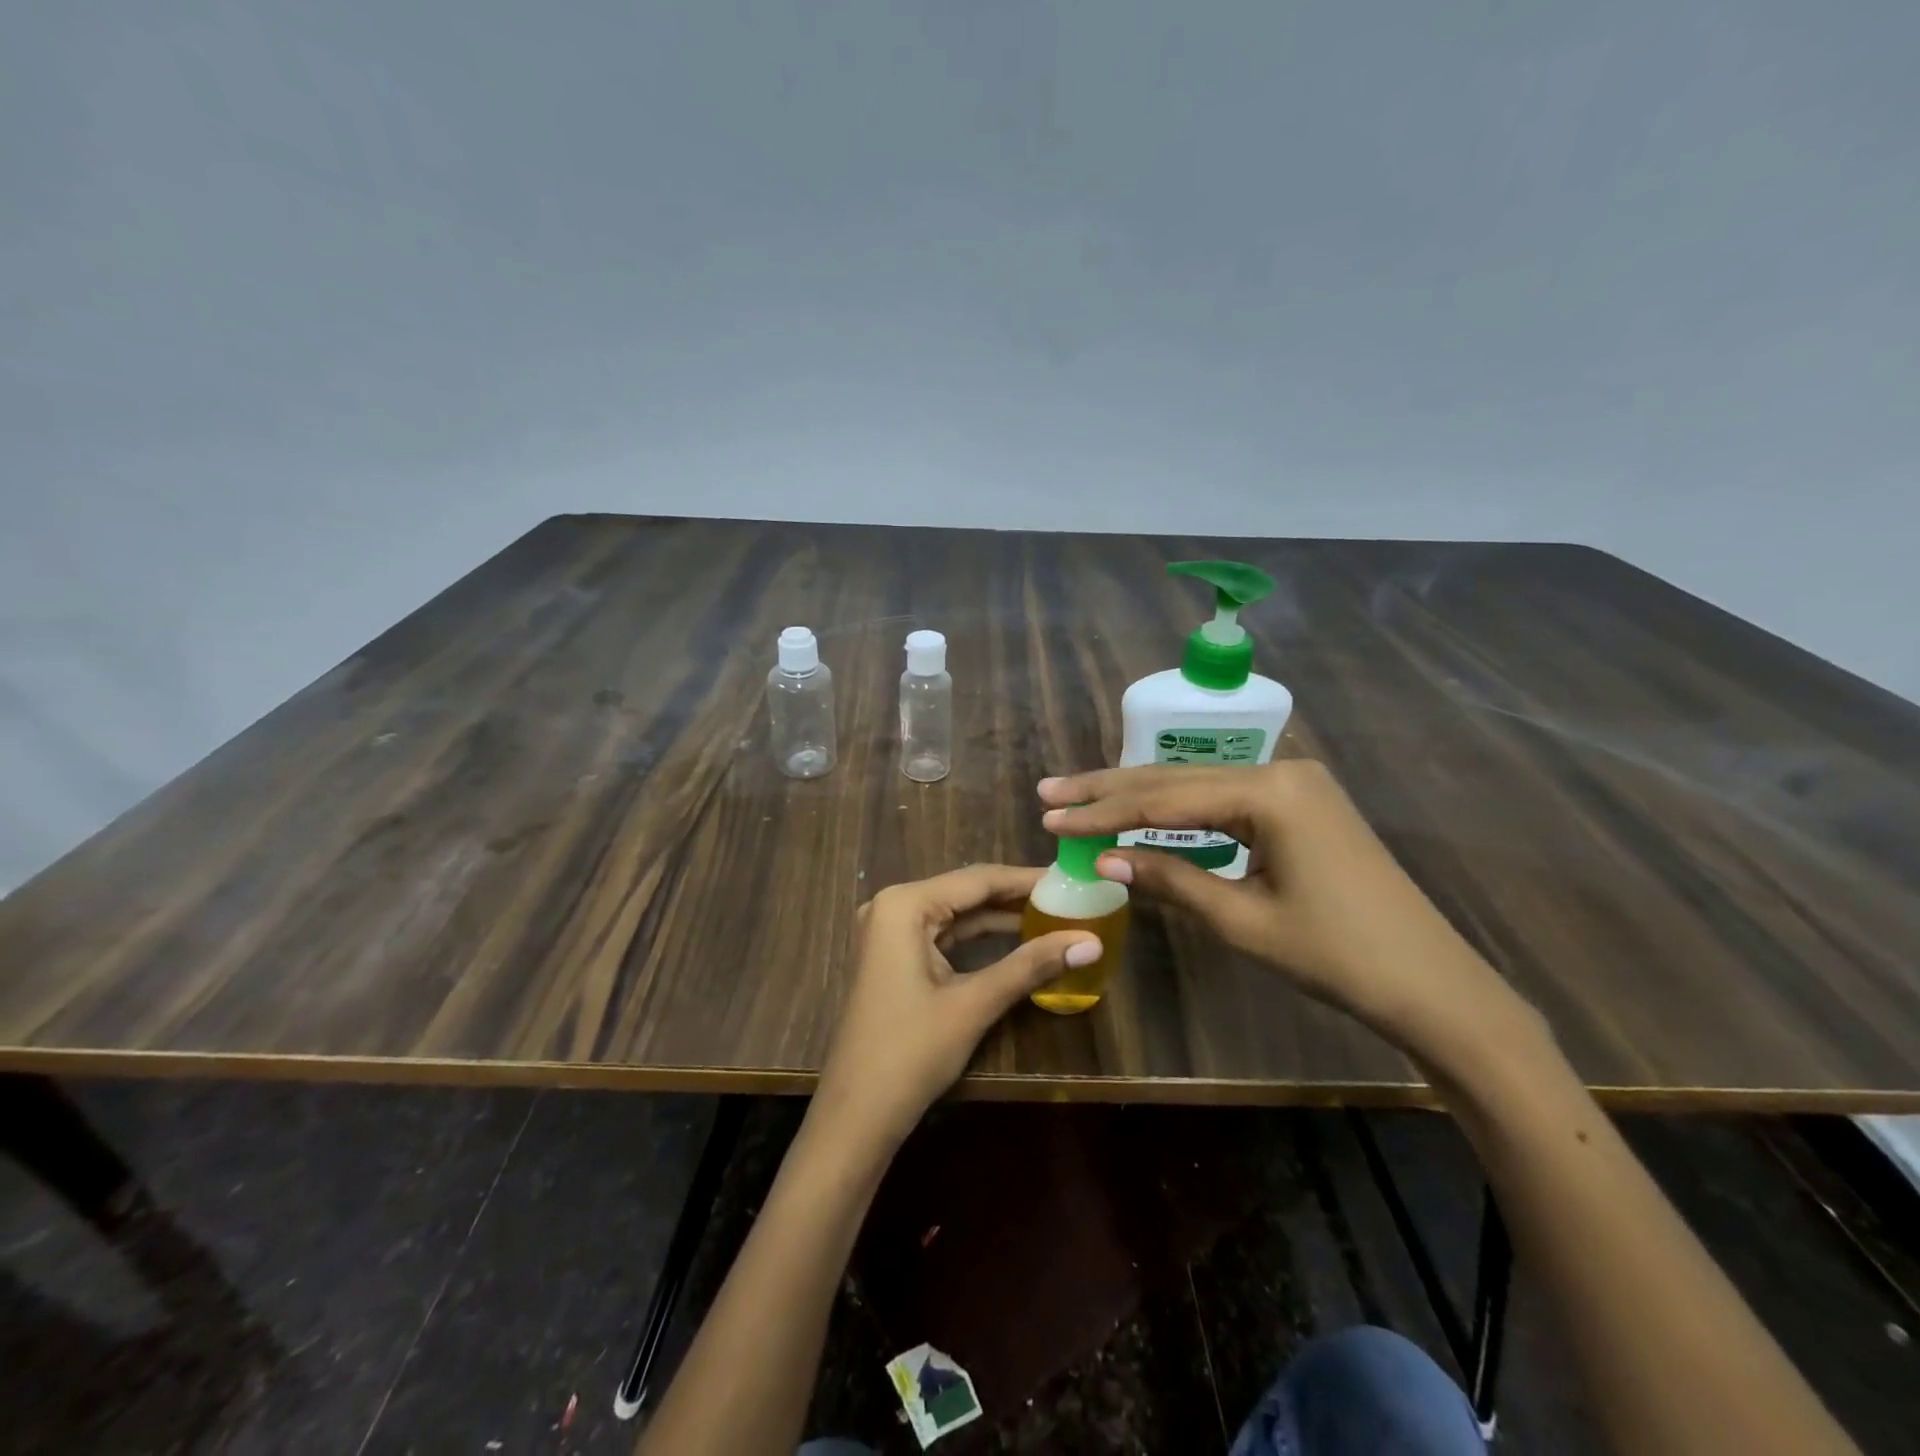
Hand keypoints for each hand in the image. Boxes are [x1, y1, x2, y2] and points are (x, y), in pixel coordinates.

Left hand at [811, 865, 1100, 1152]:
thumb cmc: (910, 1053)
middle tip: (1069, 898)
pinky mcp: (894, 957)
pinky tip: (1018, 939)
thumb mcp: (974, 1004)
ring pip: (957, 914)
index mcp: (904, 904)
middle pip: (966, 893)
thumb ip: (1031, 966)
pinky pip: (944, 935)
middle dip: (1016, 897)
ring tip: (1053, 915)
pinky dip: (979, 938)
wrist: (856, 1115)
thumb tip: (1092, 943)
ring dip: (1001, 918)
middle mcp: (893, 906)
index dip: (1027, 879)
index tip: (1071, 878)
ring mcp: (889, 932)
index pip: (977, 879)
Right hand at [1038, 762, 1531, 1057]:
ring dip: (1140, 796)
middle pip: (1176, 780)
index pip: (1164, 800)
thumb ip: (1171, 881)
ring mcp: (1295, 785)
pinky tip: (1146, 812)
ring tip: (1082, 796)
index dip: (1103, 812)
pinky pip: (1225, 800)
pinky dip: (1180, 811)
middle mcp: (1281, 772)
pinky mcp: (1302, 805)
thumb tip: (1104, 861)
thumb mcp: (1244, 921)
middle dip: (1110, 790)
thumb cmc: (1339, 957)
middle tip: (1050, 790)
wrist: (1435, 986)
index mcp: (1270, 793)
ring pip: (1198, 787)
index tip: (1050, 816)